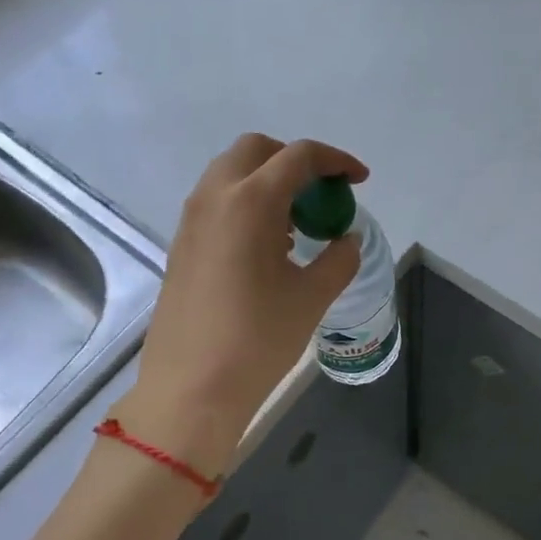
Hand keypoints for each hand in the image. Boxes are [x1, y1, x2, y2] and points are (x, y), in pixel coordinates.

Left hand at [117, 135, 367, 474]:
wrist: (191, 389)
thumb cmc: (258, 339)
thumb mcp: (313, 297)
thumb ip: (339, 258)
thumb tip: (346, 239)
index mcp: (251, 202)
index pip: (298, 156)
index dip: (336, 161)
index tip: (359, 180)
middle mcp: (215, 198)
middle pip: (257, 150)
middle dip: (294, 160)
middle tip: (322, 193)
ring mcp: (192, 220)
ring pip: (231, 173)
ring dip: (268, 181)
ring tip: (296, 223)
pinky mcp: (181, 243)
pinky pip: (216, 201)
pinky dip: (246, 202)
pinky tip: (267, 245)